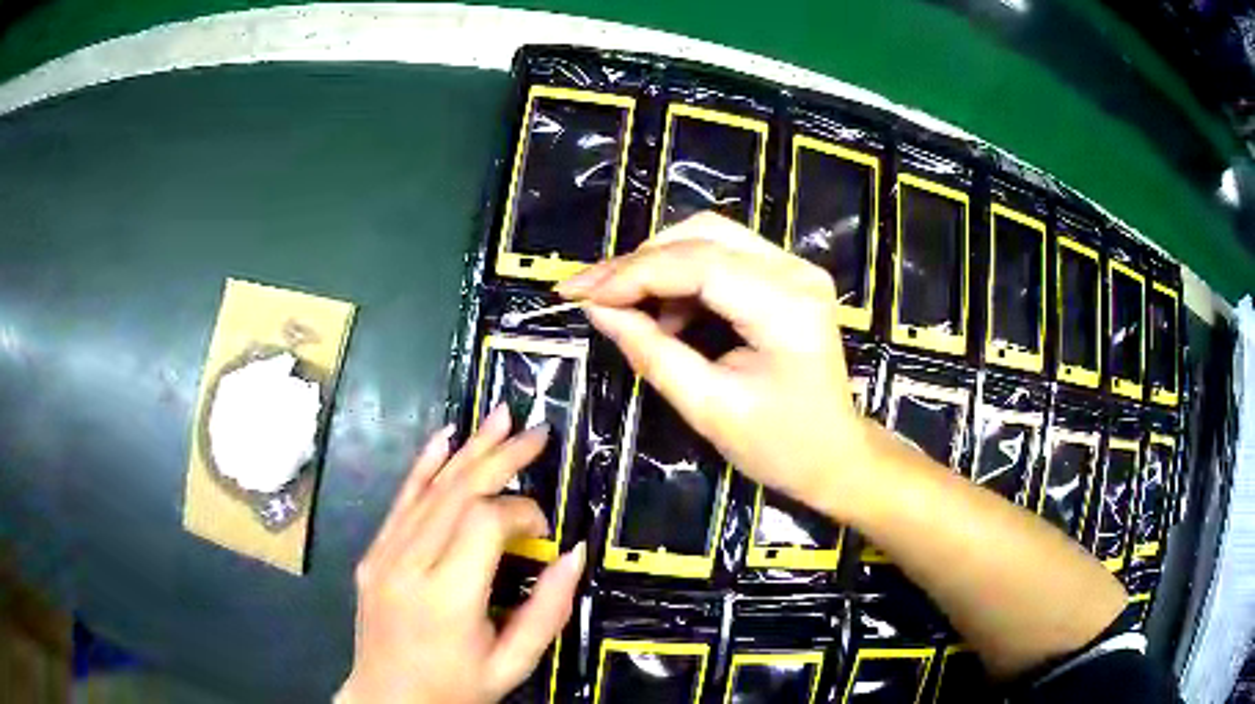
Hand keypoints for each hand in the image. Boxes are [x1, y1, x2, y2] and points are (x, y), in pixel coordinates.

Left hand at [338, 406, 585, 703]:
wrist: (387, 701)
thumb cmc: (455, 689)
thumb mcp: (512, 664)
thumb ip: (547, 610)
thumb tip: (575, 552)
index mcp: (446, 598)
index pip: (485, 523)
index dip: (522, 513)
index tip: (544, 531)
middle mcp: (408, 565)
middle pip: (457, 493)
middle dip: (500, 458)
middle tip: (536, 433)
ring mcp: (383, 555)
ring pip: (429, 489)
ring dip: (468, 450)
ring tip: (500, 417)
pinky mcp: (373, 554)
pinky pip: (400, 501)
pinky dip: (424, 465)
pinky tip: (444, 437)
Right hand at [556, 212, 869, 520]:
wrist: (836, 455)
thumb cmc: (780, 446)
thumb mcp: (708, 407)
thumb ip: (650, 352)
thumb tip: (597, 311)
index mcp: (785, 306)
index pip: (696, 265)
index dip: (630, 274)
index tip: (578, 293)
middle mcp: (795, 271)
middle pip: (702, 234)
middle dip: (639, 261)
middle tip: (592, 293)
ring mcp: (795, 268)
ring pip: (710, 237)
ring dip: (658, 265)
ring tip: (623, 306)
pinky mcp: (787, 277)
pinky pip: (723, 256)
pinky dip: (682, 277)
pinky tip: (664, 312)